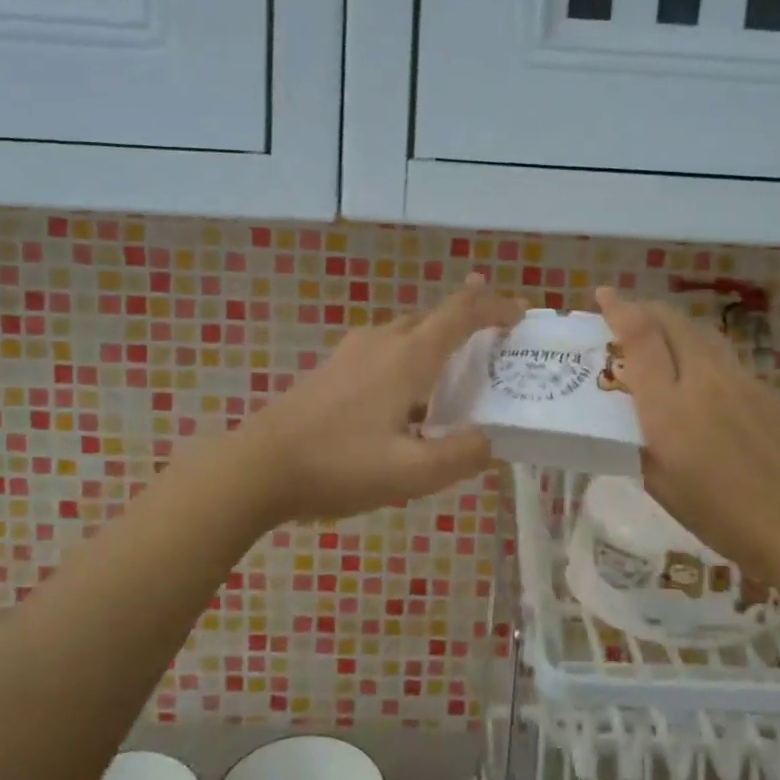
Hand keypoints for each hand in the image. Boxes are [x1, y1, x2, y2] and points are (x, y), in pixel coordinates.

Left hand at [238, 276, 525, 524]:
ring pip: (408, 332)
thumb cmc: (338, 465)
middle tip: (498, 343)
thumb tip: (489, 440)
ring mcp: (353, 352)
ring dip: (439, 339)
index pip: (461, 313)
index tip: (522, 314)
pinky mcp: (333, 369)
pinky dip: (412, 356)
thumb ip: (460, 455)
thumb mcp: (410, 473)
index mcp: (407, 357)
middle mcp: (382, 341)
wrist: (258, 466)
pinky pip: (386, 349)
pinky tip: (408, 396)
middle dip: (471, 320)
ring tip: (459, 370)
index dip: (495, 306)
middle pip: (435, 316)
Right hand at [595, 287, 779, 592]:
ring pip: (702, 333)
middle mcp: (704, 381)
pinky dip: (700, 351)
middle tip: (626, 313)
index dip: (619, 309)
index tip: (604, 294)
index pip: (641, 338)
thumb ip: (642, 446)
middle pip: (673, 322)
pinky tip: (700, 379)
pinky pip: (725, 357)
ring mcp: (741, 381)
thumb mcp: (664, 489)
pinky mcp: (767, 390)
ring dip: (675, 325)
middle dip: (645, 308)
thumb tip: (631, 424)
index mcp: (669, 408)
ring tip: (660, 337)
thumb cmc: (726, 519)